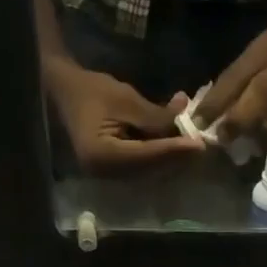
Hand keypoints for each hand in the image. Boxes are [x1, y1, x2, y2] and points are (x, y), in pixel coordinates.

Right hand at [45, 61, 204, 171]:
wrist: (64, 92)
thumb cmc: (90, 90)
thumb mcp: (125, 98)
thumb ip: (155, 115)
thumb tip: (185, 117)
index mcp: (102, 156)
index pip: (147, 156)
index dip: (174, 150)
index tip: (199, 145)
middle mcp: (105, 174)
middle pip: (150, 170)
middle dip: (177, 158)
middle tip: (202, 147)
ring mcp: (109, 176)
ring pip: (149, 172)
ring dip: (171, 160)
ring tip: (193, 146)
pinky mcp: (114, 172)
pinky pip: (143, 168)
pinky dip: (160, 157)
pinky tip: (176, 146)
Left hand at [192, 28, 266, 143]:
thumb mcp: (251, 61)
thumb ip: (231, 86)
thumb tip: (204, 119)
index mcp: (266, 46)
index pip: (237, 74)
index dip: (216, 101)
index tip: (198, 122)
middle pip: (263, 90)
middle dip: (240, 118)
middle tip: (223, 138)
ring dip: (266, 133)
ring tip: (248, 149)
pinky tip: (266, 148)